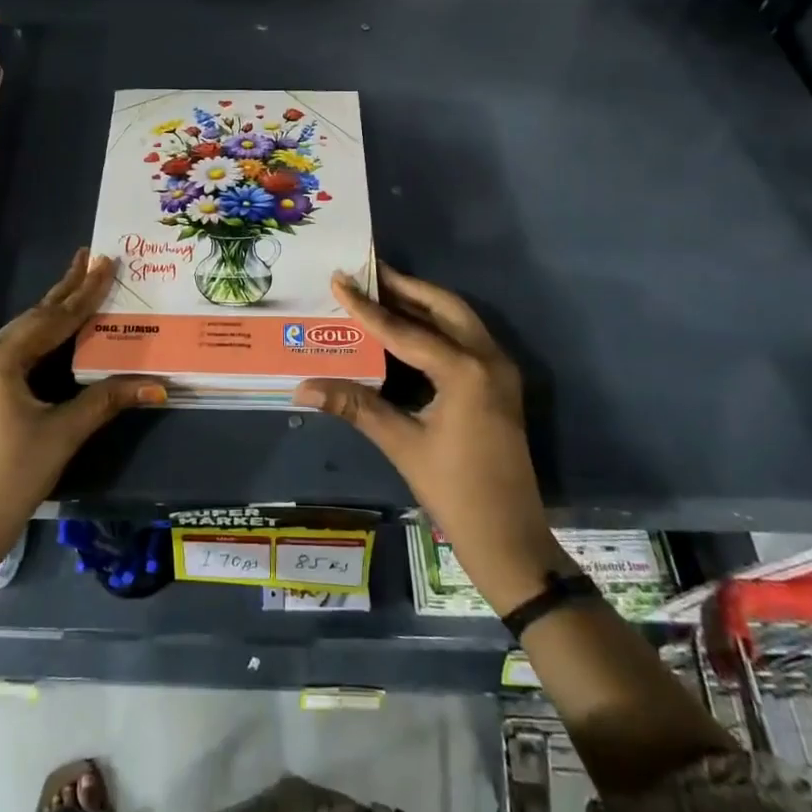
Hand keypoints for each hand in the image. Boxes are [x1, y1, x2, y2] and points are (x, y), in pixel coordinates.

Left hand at [0, 250, 162, 556]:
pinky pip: (13, 350)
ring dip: (52, 312)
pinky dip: (40, 337)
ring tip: (79, 282)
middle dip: (66, 290)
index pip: (52, 319)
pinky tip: (56, 327)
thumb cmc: (13, 476)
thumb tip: (158, 384)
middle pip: (33, 318)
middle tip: (92, 258)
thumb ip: (107, 398)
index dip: (85, 293)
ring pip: (22, 333)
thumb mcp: (64, 433)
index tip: (106, 262)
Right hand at [296, 264, 553, 614]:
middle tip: (367, 273)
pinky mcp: (500, 384)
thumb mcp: (402, 444)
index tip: (339, 280)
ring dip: (422, 303)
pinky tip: (407, 329)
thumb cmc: (455, 491)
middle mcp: (489, 359)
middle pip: (444, 306)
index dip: (367, 307)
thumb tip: (302, 386)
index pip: (405, 330)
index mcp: (465, 371)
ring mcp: (499, 370)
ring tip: (382, 291)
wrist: (510, 538)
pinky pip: (465, 339)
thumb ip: (355, 406)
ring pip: (459, 319)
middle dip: (405, 287)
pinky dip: (436, 325)